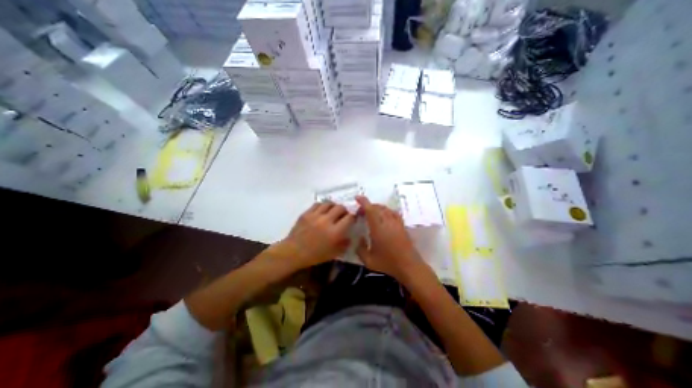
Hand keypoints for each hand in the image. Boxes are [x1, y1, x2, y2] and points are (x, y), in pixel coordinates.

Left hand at [278, 203, 353, 270]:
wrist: (294, 252)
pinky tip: (322, 211)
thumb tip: (350, 236)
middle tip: (343, 215)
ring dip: (334, 206)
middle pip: (340, 207)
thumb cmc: (314, 255)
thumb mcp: (333, 254)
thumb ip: (344, 244)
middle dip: (344, 210)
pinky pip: (318, 204)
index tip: (353, 219)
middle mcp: (326, 221)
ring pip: (329, 203)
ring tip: (333, 211)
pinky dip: (323, 206)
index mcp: (335, 232)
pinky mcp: (307, 213)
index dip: (353, 217)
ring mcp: (315, 215)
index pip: (349, 218)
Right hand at [357, 198, 427, 281]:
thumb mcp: (369, 260)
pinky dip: (386, 211)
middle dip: (367, 206)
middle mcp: (387, 222)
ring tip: (370, 214)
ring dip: (376, 208)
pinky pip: (392, 213)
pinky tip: (383, 217)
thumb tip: (359, 239)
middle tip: (360, 212)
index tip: (357, 197)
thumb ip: (360, 249)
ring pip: (385, 209)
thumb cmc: (388, 263)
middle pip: (377, 207)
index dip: (363, 201)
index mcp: (378, 228)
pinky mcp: (402, 225)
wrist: (409, 266)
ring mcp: (396, 222)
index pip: (370, 209)